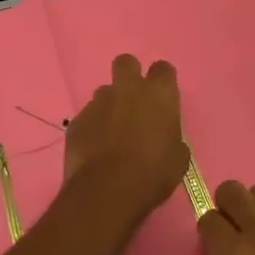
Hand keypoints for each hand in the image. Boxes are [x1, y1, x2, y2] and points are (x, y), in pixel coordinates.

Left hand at [60, 54, 189, 232]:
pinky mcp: (76, 121)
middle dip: (130, 75)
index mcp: (158, 94)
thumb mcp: (178, 158)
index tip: (163, 96)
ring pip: (104, 92)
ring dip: (110, 105)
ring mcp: (98, 103)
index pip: (163, 69)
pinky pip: (87, 117)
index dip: (162, 80)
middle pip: (126, 63)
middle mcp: (127, 90)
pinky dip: (93, 127)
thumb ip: (172, 137)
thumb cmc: (153, 174)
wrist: (107, 191)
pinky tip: (95, 148)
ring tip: (112, 132)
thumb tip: (166, 138)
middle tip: (133, 100)